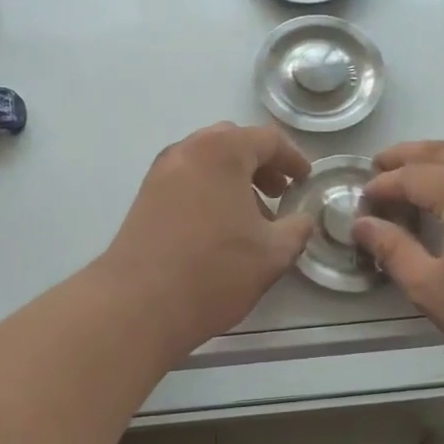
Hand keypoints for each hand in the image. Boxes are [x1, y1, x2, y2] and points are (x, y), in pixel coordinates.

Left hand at [101, 123, 316, 355]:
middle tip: (279, 191)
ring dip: (234, 178)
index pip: (267, 139)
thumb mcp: (272, 254)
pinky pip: (187, 179)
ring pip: (206, 161)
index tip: (305, 180)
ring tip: (253, 215)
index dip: (293, 158)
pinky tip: (221, 227)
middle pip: (232, 142)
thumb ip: (296, 229)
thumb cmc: (214, 271)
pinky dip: (210, 190)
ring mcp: (160, 173)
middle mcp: (187, 151)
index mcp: (222, 151)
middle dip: (260, 163)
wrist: (138, 304)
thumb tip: (302, 220)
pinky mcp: (145, 197)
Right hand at [355, 141, 443, 390]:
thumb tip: (361, 224)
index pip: (412, 176)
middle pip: (441, 152)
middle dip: (405, 157)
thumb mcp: (431, 289)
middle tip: (376, 168)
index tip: (359, 203)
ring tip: (407, 174)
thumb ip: (393, 249)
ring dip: (434, 158)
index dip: (382, 186)